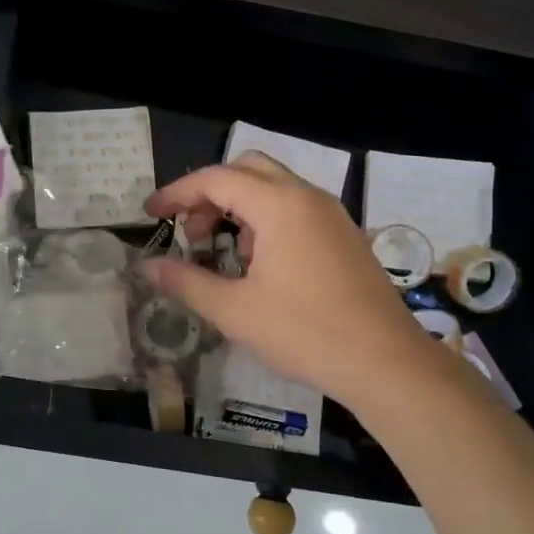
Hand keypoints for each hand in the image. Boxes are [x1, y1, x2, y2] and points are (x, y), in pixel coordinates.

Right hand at [142, 153, 437, 410]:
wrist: (387, 363)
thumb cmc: (305, 333)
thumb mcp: (234, 311)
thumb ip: (185, 282)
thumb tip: (147, 267)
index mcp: (279, 205)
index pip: (216, 179)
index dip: (176, 194)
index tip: (150, 214)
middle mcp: (307, 197)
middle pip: (247, 170)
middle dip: (210, 194)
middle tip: (190, 232)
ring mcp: (332, 215)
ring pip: (274, 188)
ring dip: (238, 208)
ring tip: (221, 254)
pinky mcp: (345, 236)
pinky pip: (296, 210)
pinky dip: (265, 221)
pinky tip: (259, 266)